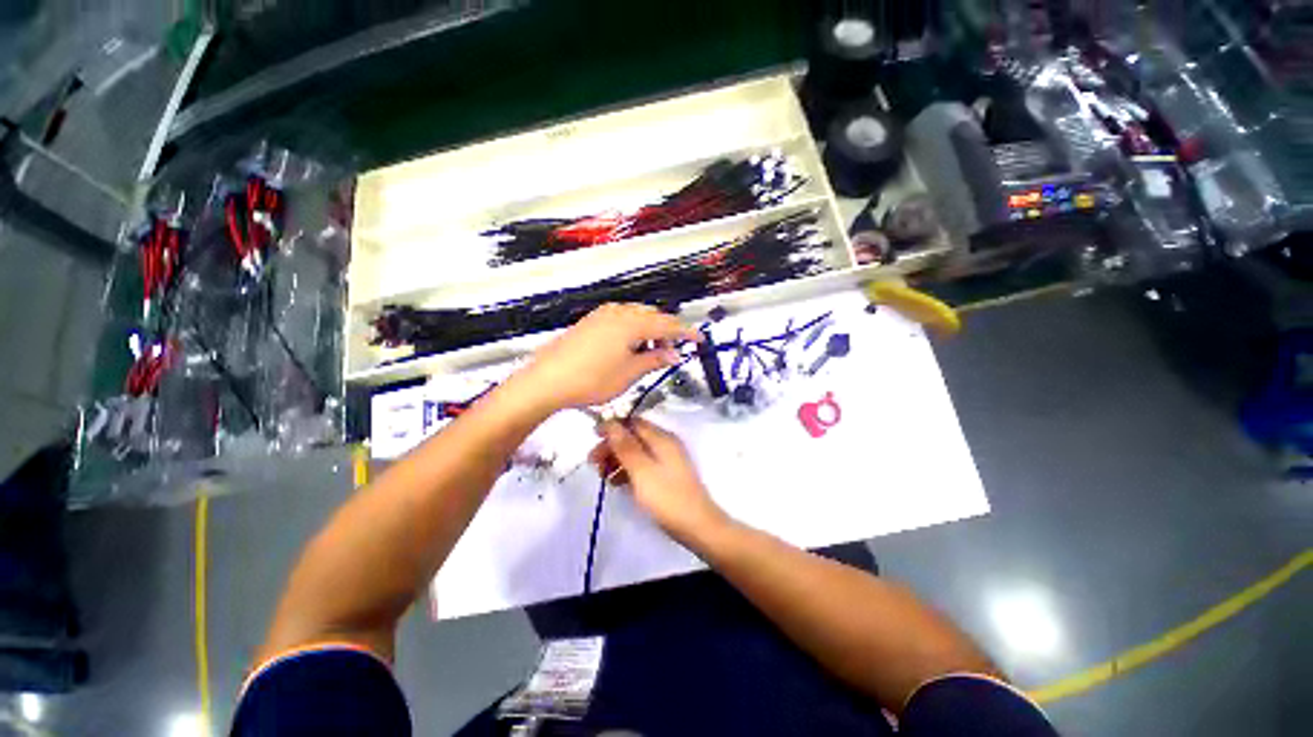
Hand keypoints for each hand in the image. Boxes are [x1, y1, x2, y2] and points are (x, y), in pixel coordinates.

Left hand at [513, 304, 700, 411]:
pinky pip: (621, 319)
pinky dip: (632, 330)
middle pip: (652, 316)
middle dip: (666, 332)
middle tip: (670, 353)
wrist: (547, 380)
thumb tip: (675, 353)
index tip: (700, 339)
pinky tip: (628, 347)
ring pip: (636, 316)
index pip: (668, 324)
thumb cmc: (593, 379)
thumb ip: (655, 359)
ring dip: (649, 331)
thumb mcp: (630, 373)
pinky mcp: (590, 321)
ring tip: (649, 353)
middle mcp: (619, 311)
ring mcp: (602, 314)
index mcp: (632, 322)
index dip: (686, 332)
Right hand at [598, 418, 730, 543]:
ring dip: (617, 459)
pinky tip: (616, 483)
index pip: (633, 422)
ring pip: (636, 452)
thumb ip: (625, 446)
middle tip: (593, 462)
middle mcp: (665, 444)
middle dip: (612, 445)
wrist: (697, 527)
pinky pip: (642, 466)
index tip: (593, 437)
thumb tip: (610, 421)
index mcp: (661, 438)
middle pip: (633, 437)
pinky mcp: (666, 476)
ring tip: (602, 475)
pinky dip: (627, 471)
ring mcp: (667, 460)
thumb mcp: (641, 470)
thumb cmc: (667, 497)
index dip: (613, 426)